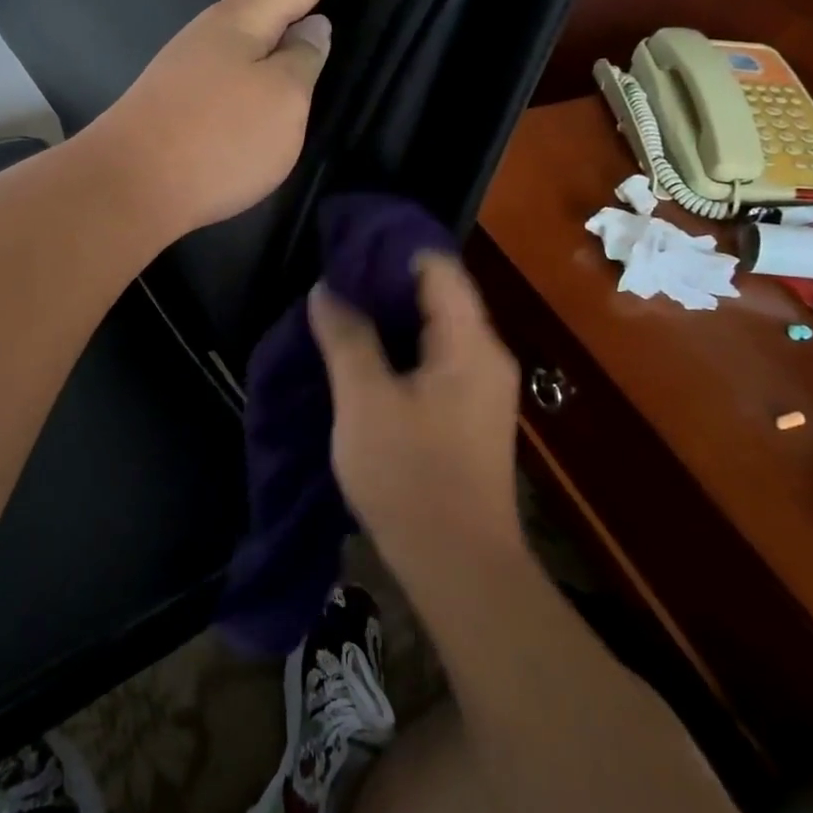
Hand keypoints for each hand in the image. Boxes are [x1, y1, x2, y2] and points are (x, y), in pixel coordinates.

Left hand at [88, 0, 364, 236]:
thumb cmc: (218, 140)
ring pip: (241, 3)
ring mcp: (195, 55)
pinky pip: (228, 34)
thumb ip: (303, 60)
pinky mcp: (182, 85)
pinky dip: (247, 19)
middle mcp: (220, 26)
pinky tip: (247, 31)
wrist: (131, 183)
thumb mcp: (283, 101)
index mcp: (250, 19)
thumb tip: (312, 29)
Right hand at [308, 253, 524, 570]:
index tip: (344, 244)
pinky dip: (400, 348)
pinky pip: (434, 360)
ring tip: (338, 308)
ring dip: (389, 317)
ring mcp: (481, 387)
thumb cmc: (410, 476)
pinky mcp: (468, 414)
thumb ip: (346, 338)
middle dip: (384, 282)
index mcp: (470, 343)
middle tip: (332, 276)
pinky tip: (363, 354)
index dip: (390, 249)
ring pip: (434, 330)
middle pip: (438, 295)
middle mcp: (486, 355)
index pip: (437, 267)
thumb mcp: (364, 400)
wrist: (458, 568)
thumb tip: (326, 289)